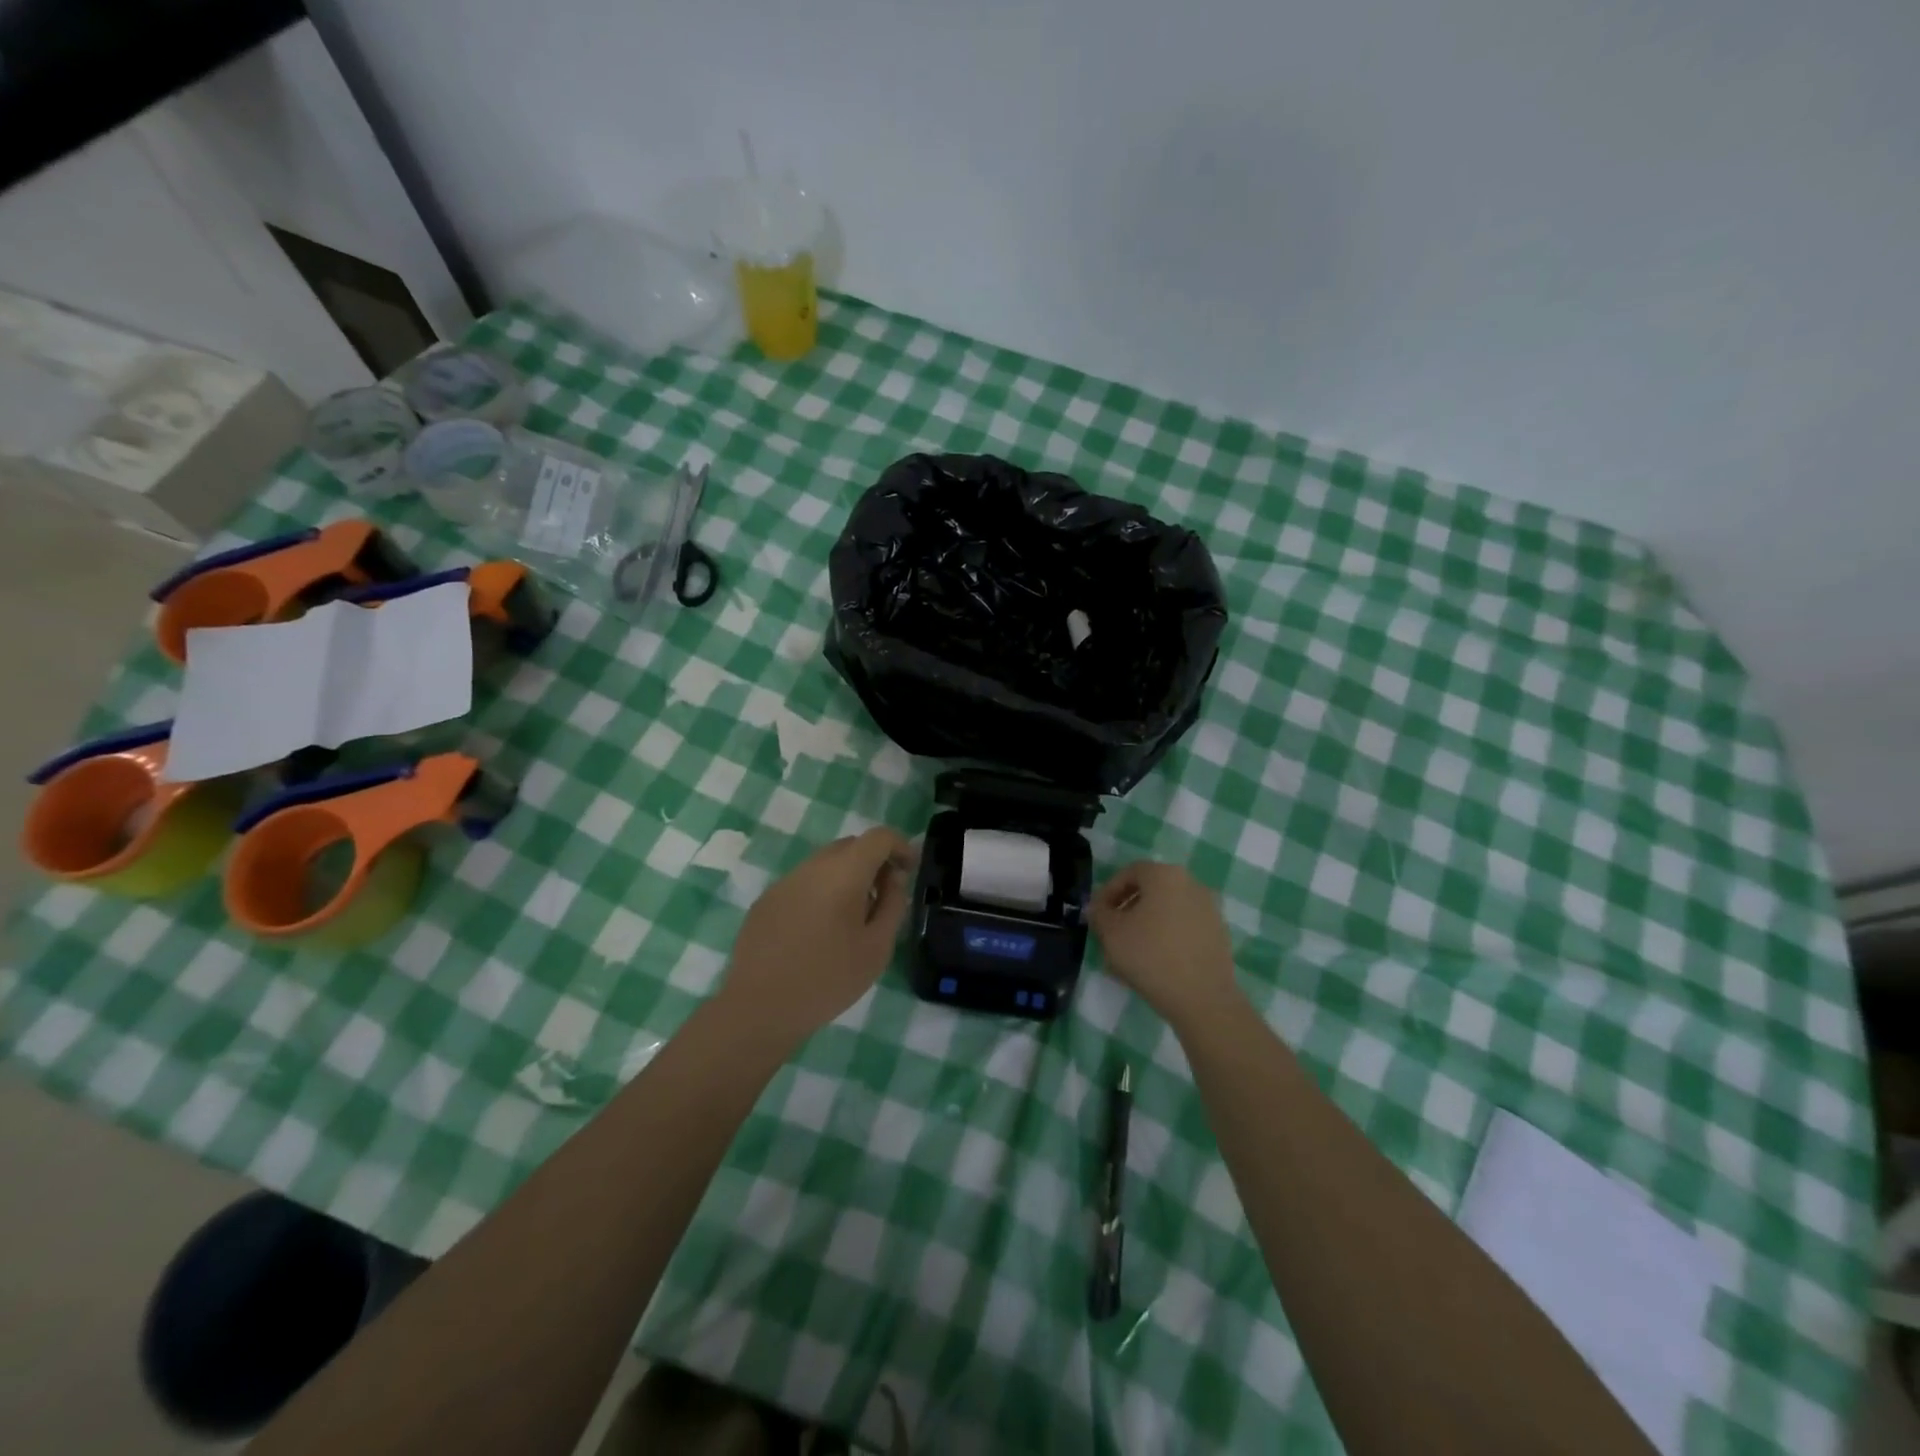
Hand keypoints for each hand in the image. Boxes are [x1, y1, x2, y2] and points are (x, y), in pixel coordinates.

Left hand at [718, 827, 916, 1046]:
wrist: (760, 1008)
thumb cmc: (829, 979)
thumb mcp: (877, 947)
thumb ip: (892, 905)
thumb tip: (892, 879)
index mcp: (844, 872)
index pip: (879, 836)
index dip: (900, 847)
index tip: (908, 872)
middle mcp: (812, 866)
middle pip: (851, 846)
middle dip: (873, 862)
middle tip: (883, 898)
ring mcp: (784, 882)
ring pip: (824, 864)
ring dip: (846, 878)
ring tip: (852, 919)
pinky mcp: (766, 901)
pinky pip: (803, 884)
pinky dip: (820, 893)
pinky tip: (818, 932)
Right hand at [1089, 861, 1240, 1030]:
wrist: (1203, 998)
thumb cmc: (1150, 956)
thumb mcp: (1110, 933)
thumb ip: (1099, 913)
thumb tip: (1099, 909)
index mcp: (1165, 875)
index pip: (1130, 872)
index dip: (1108, 891)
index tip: (1098, 914)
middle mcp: (1191, 884)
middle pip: (1150, 890)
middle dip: (1127, 909)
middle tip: (1111, 932)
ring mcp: (1209, 910)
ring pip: (1167, 910)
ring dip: (1146, 925)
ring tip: (1131, 952)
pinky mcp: (1218, 934)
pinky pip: (1184, 928)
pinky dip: (1167, 937)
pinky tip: (1155, 963)